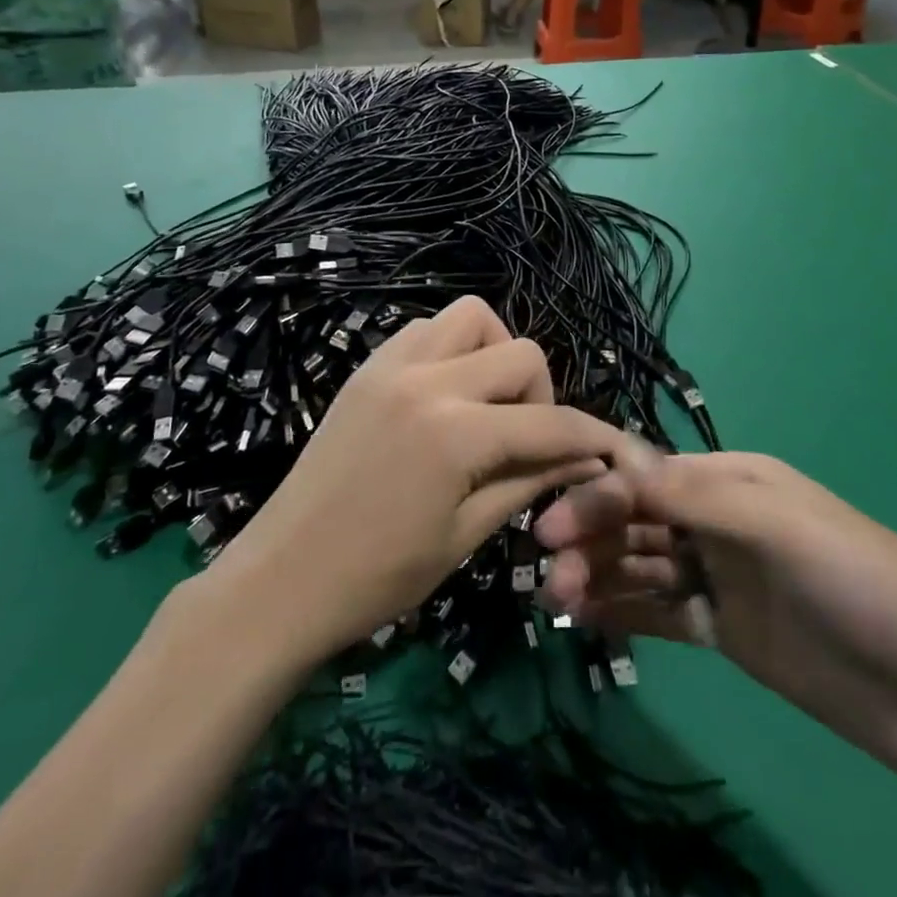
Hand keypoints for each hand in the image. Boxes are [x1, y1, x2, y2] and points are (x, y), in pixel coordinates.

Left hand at [216, 297, 622, 661]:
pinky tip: (444, 395)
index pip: (549, 422)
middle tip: (523, 439)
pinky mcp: (368, 366)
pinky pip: (426, 329)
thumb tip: (586, 459)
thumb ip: (529, 481)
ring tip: (485, 406)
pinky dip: (451, 349)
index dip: (591, 436)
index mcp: (457, 434)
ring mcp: (391, 365)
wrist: (283, 577)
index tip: (613, 449)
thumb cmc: (379, 576)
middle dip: (541, 395)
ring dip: (494, 354)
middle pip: (521, 352)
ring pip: (471, 318)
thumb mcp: (466, 534)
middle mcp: (428, 380)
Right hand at [535, 446, 896, 801]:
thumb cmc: (860, 582)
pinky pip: (662, 612)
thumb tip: (617, 469)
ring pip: (643, 565)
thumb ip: (694, 496)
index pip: (646, 477)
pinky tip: (588, 620)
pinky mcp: (728, 631)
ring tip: (558, 603)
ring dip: (599, 576)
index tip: (548, 528)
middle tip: (548, 578)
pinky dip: (624, 611)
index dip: (596, 495)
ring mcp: (722, 577)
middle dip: (591, 539)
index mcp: (732, 480)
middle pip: (637, 520)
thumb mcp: (777, 524)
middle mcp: (719, 520)